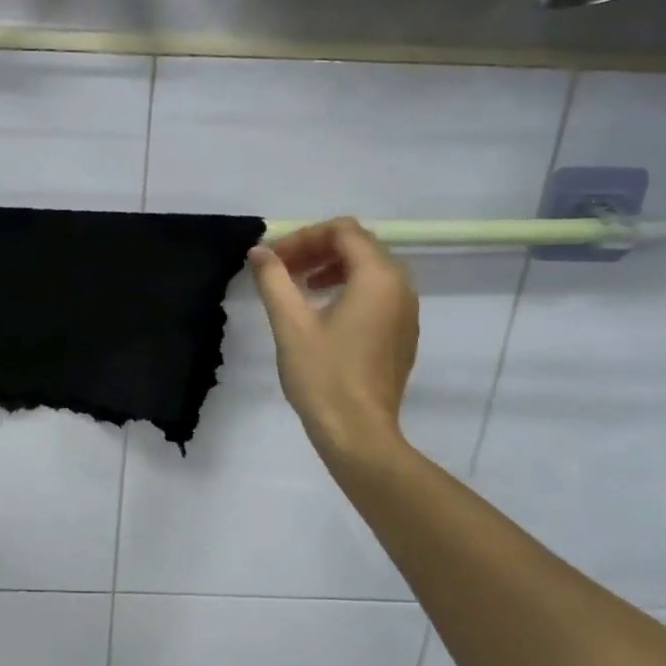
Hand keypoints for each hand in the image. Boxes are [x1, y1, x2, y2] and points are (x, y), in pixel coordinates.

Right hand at [249, 217, 419, 469]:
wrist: (358, 433)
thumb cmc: (323, 375)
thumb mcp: (290, 324)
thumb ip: (274, 280)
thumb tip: (259, 252)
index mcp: (377, 277)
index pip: (343, 231)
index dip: (303, 237)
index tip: (273, 259)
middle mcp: (401, 287)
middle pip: (359, 246)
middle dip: (317, 249)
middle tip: (282, 269)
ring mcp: (406, 312)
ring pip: (370, 270)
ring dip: (332, 268)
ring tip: (299, 288)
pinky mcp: (402, 335)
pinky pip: (378, 295)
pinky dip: (349, 290)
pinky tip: (322, 314)